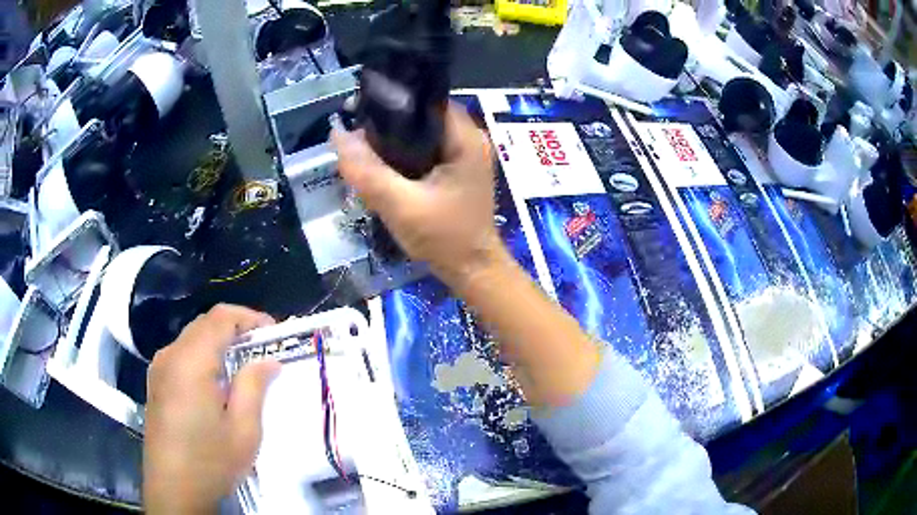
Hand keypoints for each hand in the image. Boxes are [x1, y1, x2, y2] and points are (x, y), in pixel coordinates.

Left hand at [143, 304, 279, 513]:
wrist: (172, 490)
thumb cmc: (210, 462)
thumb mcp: (243, 430)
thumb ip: (253, 387)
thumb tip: (267, 360)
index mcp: (191, 362)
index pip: (221, 317)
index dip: (249, 316)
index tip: (272, 331)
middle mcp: (170, 355)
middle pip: (204, 324)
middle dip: (234, 328)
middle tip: (261, 348)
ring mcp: (159, 369)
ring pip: (191, 338)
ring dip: (217, 342)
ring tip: (241, 365)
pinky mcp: (155, 384)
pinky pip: (180, 355)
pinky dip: (201, 356)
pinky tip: (214, 383)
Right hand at [332, 104, 501, 288]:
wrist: (473, 272)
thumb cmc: (444, 239)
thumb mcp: (400, 205)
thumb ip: (368, 171)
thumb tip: (338, 134)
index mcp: (465, 138)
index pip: (426, 100)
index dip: (392, 101)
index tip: (360, 110)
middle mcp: (469, 139)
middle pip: (422, 116)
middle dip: (388, 123)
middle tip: (356, 134)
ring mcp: (464, 155)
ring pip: (422, 134)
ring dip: (394, 140)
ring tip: (362, 148)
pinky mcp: (457, 171)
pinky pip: (425, 151)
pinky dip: (403, 155)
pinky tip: (382, 165)